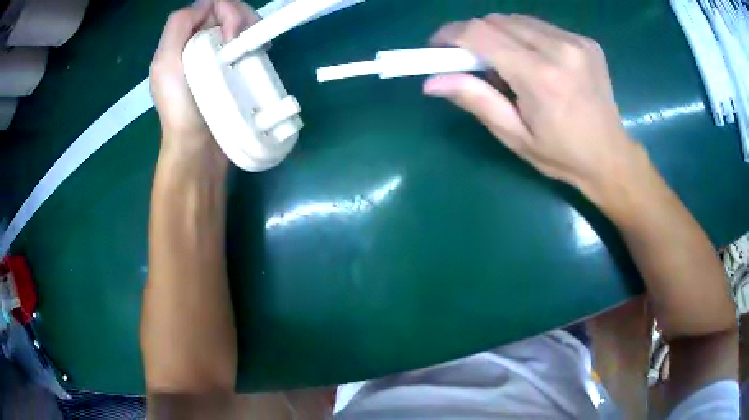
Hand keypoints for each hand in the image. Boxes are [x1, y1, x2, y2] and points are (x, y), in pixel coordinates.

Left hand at [150, 0, 258, 156]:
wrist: (198, 147)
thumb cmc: (181, 108)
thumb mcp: (166, 63)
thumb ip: (178, 26)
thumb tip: (207, 5)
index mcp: (181, 40)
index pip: (209, 6)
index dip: (225, 10)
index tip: (232, 34)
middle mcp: (198, 42)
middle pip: (225, 11)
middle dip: (240, 16)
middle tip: (247, 39)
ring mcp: (216, 55)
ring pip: (238, 23)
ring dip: (250, 27)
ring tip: (258, 46)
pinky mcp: (232, 68)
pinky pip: (246, 42)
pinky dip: (255, 40)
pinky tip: (260, 50)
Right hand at [423, 14, 643, 197]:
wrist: (611, 157)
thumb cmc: (562, 155)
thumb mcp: (515, 136)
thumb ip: (476, 101)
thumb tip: (431, 81)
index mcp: (540, 77)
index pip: (481, 34)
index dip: (451, 34)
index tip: (437, 46)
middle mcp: (560, 49)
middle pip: (497, 21)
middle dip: (475, 36)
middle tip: (474, 63)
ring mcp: (577, 42)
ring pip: (518, 20)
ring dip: (501, 35)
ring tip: (508, 65)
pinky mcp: (586, 42)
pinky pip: (541, 27)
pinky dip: (526, 37)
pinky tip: (535, 61)